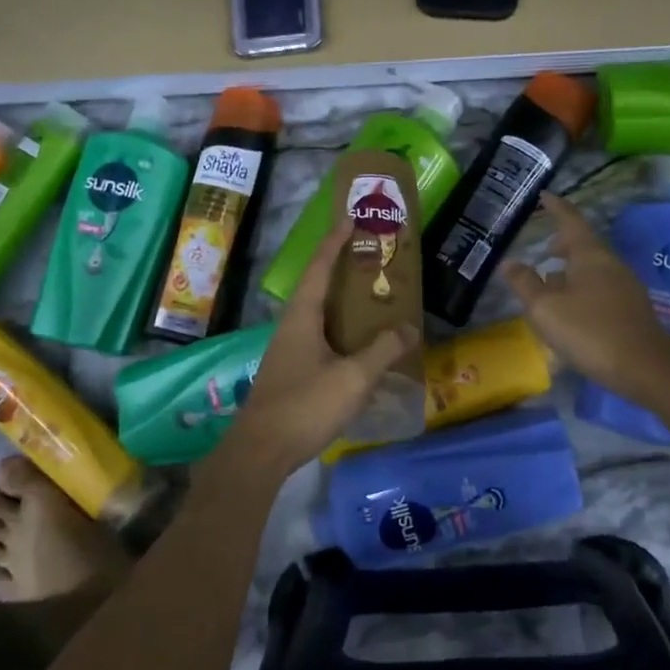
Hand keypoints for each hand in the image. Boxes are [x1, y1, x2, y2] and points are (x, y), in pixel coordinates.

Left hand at [216, 220, 418, 479]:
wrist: (261, 450)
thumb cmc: (306, 405)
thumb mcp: (353, 378)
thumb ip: (383, 351)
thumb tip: (409, 328)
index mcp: (302, 316)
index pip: (320, 268)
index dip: (335, 242)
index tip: (351, 219)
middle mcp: (291, 326)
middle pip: (317, 287)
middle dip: (342, 269)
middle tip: (371, 258)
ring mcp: (288, 350)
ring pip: (318, 315)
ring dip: (342, 302)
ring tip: (372, 298)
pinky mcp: (290, 372)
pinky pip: (319, 338)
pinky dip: (340, 330)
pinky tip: (358, 345)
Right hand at [502, 193, 669, 399]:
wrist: (644, 367)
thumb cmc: (589, 331)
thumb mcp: (545, 308)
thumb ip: (524, 283)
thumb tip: (509, 262)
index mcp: (590, 255)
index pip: (570, 220)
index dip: (556, 207)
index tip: (543, 196)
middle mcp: (610, 263)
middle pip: (584, 244)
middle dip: (563, 243)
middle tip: (544, 247)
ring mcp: (625, 286)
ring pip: (592, 268)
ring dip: (571, 269)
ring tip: (550, 281)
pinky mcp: (631, 309)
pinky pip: (600, 287)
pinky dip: (581, 288)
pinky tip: (571, 309)